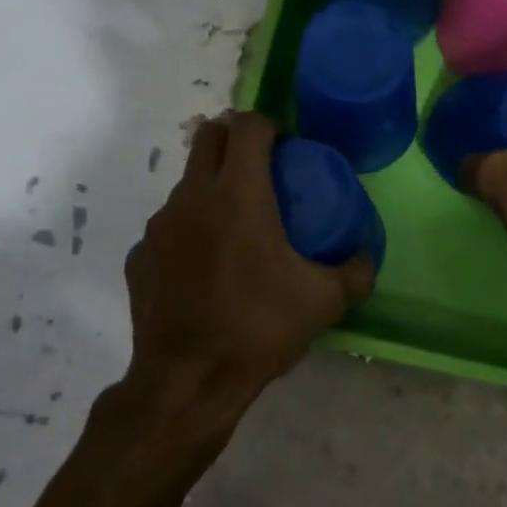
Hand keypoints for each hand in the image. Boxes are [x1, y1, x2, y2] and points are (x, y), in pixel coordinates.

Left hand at [120, 111, 373, 443]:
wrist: (188, 381)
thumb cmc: (258, 329)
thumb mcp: (325, 302)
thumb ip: (356, 272)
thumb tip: (367, 255)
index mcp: (238, 194)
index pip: (248, 126)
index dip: (271, 125)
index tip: (288, 147)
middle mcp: (192, 196)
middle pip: (208, 136)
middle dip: (235, 138)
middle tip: (262, 168)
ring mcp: (159, 226)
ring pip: (187, 183)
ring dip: (212, 186)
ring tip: (236, 225)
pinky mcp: (139, 255)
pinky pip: (169, 227)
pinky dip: (189, 231)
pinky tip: (205, 267)